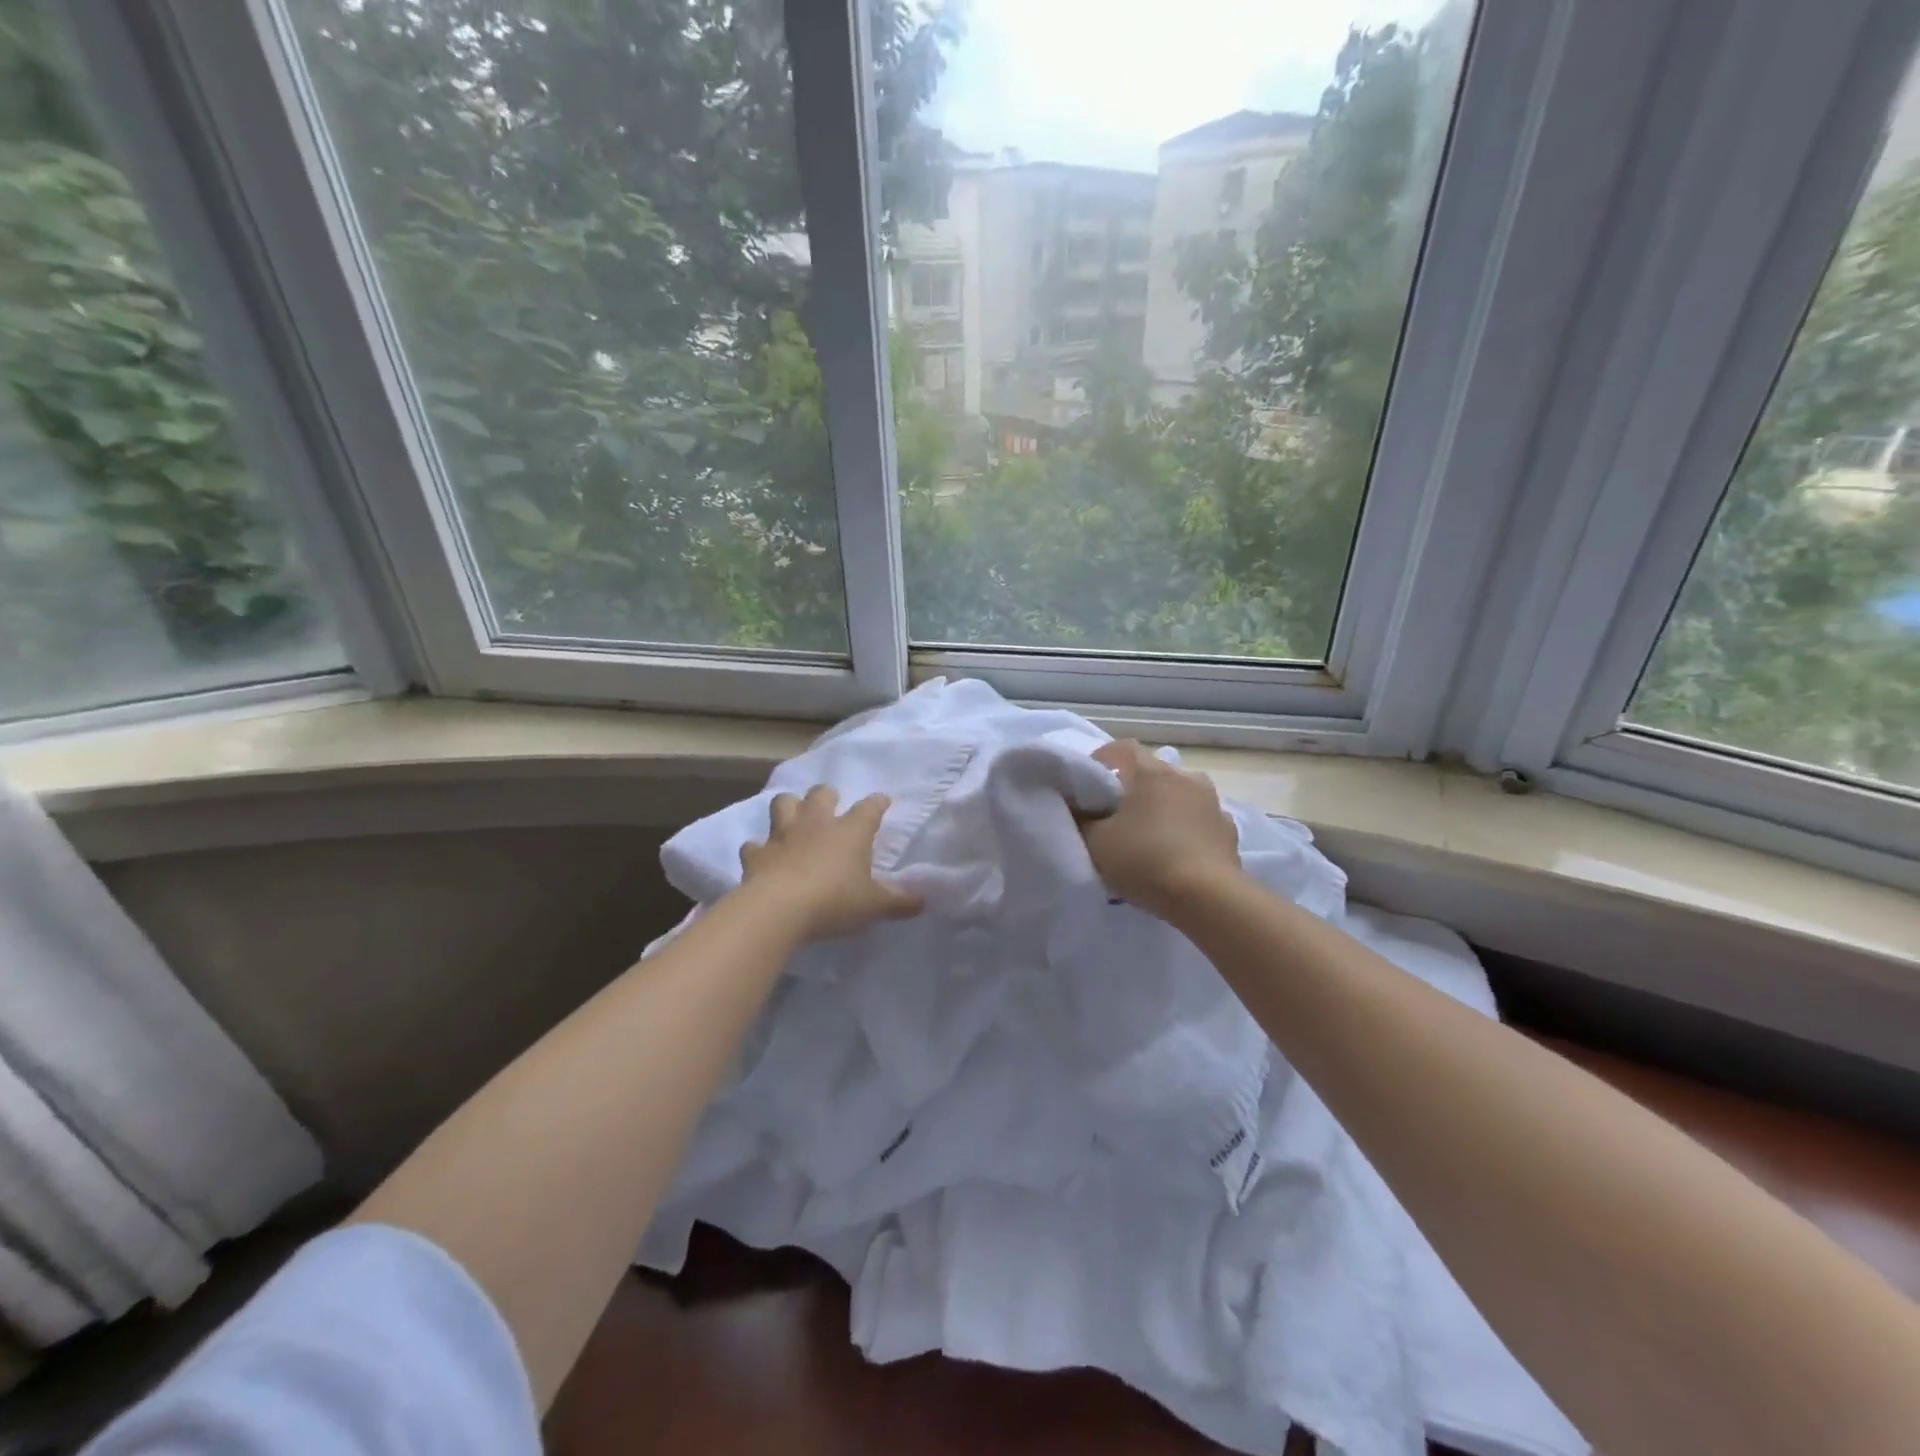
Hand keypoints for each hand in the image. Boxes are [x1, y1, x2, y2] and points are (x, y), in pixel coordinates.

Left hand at [738, 786, 923, 941]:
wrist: (779, 909)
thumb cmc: (834, 901)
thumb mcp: (874, 905)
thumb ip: (898, 902)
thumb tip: (922, 901)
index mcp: (850, 831)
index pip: (870, 808)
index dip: (877, 803)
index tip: (882, 801)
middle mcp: (817, 824)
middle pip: (822, 794)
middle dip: (827, 796)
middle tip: (831, 804)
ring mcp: (783, 835)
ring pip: (783, 804)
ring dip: (789, 807)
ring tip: (793, 817)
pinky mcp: (756, 854)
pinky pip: (754, 845)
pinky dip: (758, 849)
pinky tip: (762, 856)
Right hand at [1080, 740, 1242, 919]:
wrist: (1206, 897)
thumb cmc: (1144, 860)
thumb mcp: (1095, 842)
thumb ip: (1081, 819)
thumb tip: (1078, 807)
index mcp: (1150, 772)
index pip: (1122, 748)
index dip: (1102, 761)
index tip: (1089, 786)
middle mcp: (1185, 777)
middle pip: (1153, 772)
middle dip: (1133, 787)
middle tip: (1115, 815)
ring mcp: (1212, 802)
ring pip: (1179, 795)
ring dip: (1164, 807)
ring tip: (1149, 836)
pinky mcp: (1229, 830)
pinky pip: (1200, 821)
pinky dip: (1187, 829)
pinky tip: (1177, 853)